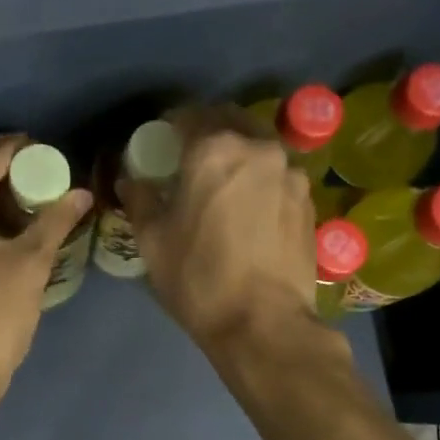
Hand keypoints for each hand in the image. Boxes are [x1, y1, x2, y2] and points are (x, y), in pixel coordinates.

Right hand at [120, 105, 318, 352]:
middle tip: (190, 159)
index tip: (160, 144)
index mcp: (215, 150)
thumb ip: (140, 200)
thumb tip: (130, 180)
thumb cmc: (199, 278)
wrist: (264, 324)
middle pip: (229, 122)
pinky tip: (249, 209)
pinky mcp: (309, 201)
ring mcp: (292, 174)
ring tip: (223, 185)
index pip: (188, 116)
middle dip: (207, 132)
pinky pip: (278, 176)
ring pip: (258, 148)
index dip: (169, 126)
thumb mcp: (153, 241)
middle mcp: (259, 149)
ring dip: (238, 155)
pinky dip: (260, 180)